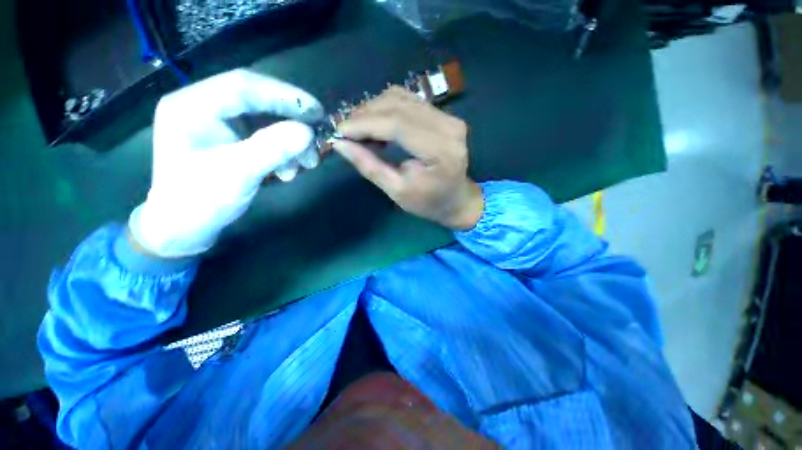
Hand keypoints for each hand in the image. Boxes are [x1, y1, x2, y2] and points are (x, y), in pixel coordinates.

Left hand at [128, 69, 324, 257]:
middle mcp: (203, 106)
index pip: (244, 86)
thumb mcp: (238, 174)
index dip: (285, 95)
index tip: (317, 112)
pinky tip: (289, 169)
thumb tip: (308, 132)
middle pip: (257, 101)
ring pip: (265, 120)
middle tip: (316, 139)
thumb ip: (272, 148)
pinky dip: (283, 151)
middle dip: (291, 121)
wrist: (184, 228)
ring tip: (307, 163)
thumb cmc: (201, 201)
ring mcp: (218, 123)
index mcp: (192, 106)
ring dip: (291, 141)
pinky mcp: (230, 138)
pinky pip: (264, 136)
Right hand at [332, 87, 482, 229]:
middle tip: (345, 132)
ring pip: (401, 98)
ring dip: (373, 109)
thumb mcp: (396, 191)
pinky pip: (409, 100)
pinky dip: (386, 108)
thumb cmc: (428, 202)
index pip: (397, 124)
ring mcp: (448, 117)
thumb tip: (340, 144)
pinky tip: (376, 124)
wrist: (456, 199)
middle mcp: (448, 126)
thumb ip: (370, 166)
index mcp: (440, 151)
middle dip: (365, 115)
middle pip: (398, 105)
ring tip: (359, 130)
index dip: (364, 124)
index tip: (339, 132)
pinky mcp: (444, 115)